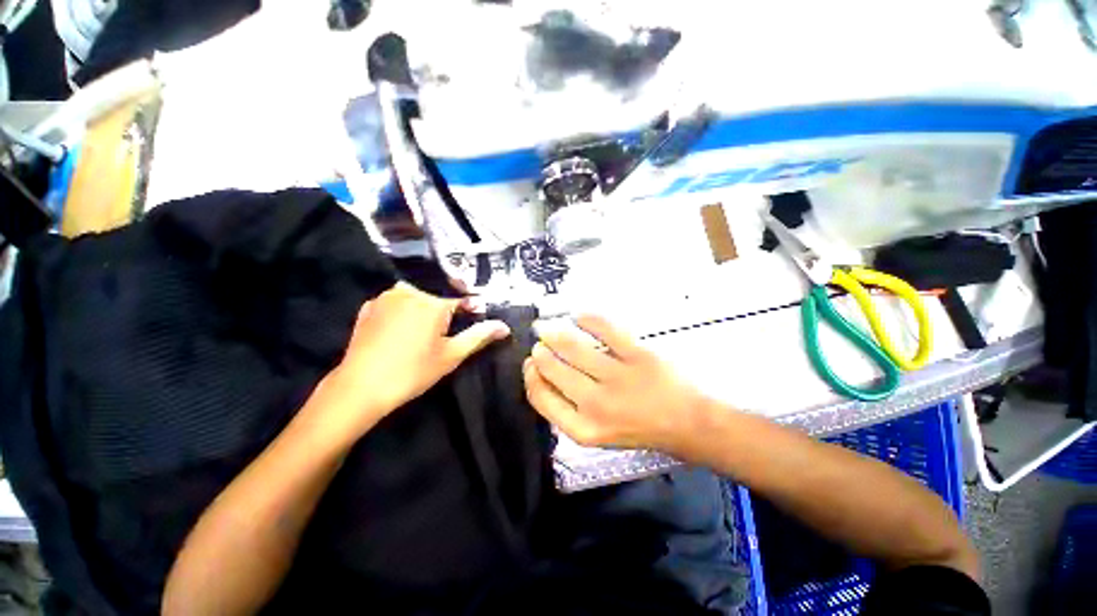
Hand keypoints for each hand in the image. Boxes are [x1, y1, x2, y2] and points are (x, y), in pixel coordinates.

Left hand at [310, 283, 509, 440]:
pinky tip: (397, 333)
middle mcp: (410, 292)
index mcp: (433, 303)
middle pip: (437, 298)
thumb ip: (479, 336)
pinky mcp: (368, 307)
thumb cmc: (413, 371)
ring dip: (422, 310)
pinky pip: (394, 303)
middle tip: (437, 339)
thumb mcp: (452, 355)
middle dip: (443, 314)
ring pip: (415, 298)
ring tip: (418, 336)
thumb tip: (504, 326)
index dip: (468, 312)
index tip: (469, 323)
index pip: (461, 301)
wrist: (360, 387)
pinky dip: (401, 312)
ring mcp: (385, 298)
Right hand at [523, 315, 710, 456]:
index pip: (540, 397)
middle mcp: (596, 405)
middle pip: (552, 369)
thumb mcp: (597, 433)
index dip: (529, 376)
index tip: (530, 363)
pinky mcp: (638, 355)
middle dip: (540, 351)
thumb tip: (543, 375)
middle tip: (540, 341)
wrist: (687, 423)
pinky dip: (586, 318)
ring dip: (554, 333)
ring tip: (549, 327)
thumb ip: (568, 410)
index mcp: (583, 429)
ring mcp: (618, 378)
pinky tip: (578, 316)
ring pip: (572, 347)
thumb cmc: (638, 428)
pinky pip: (604, 328)